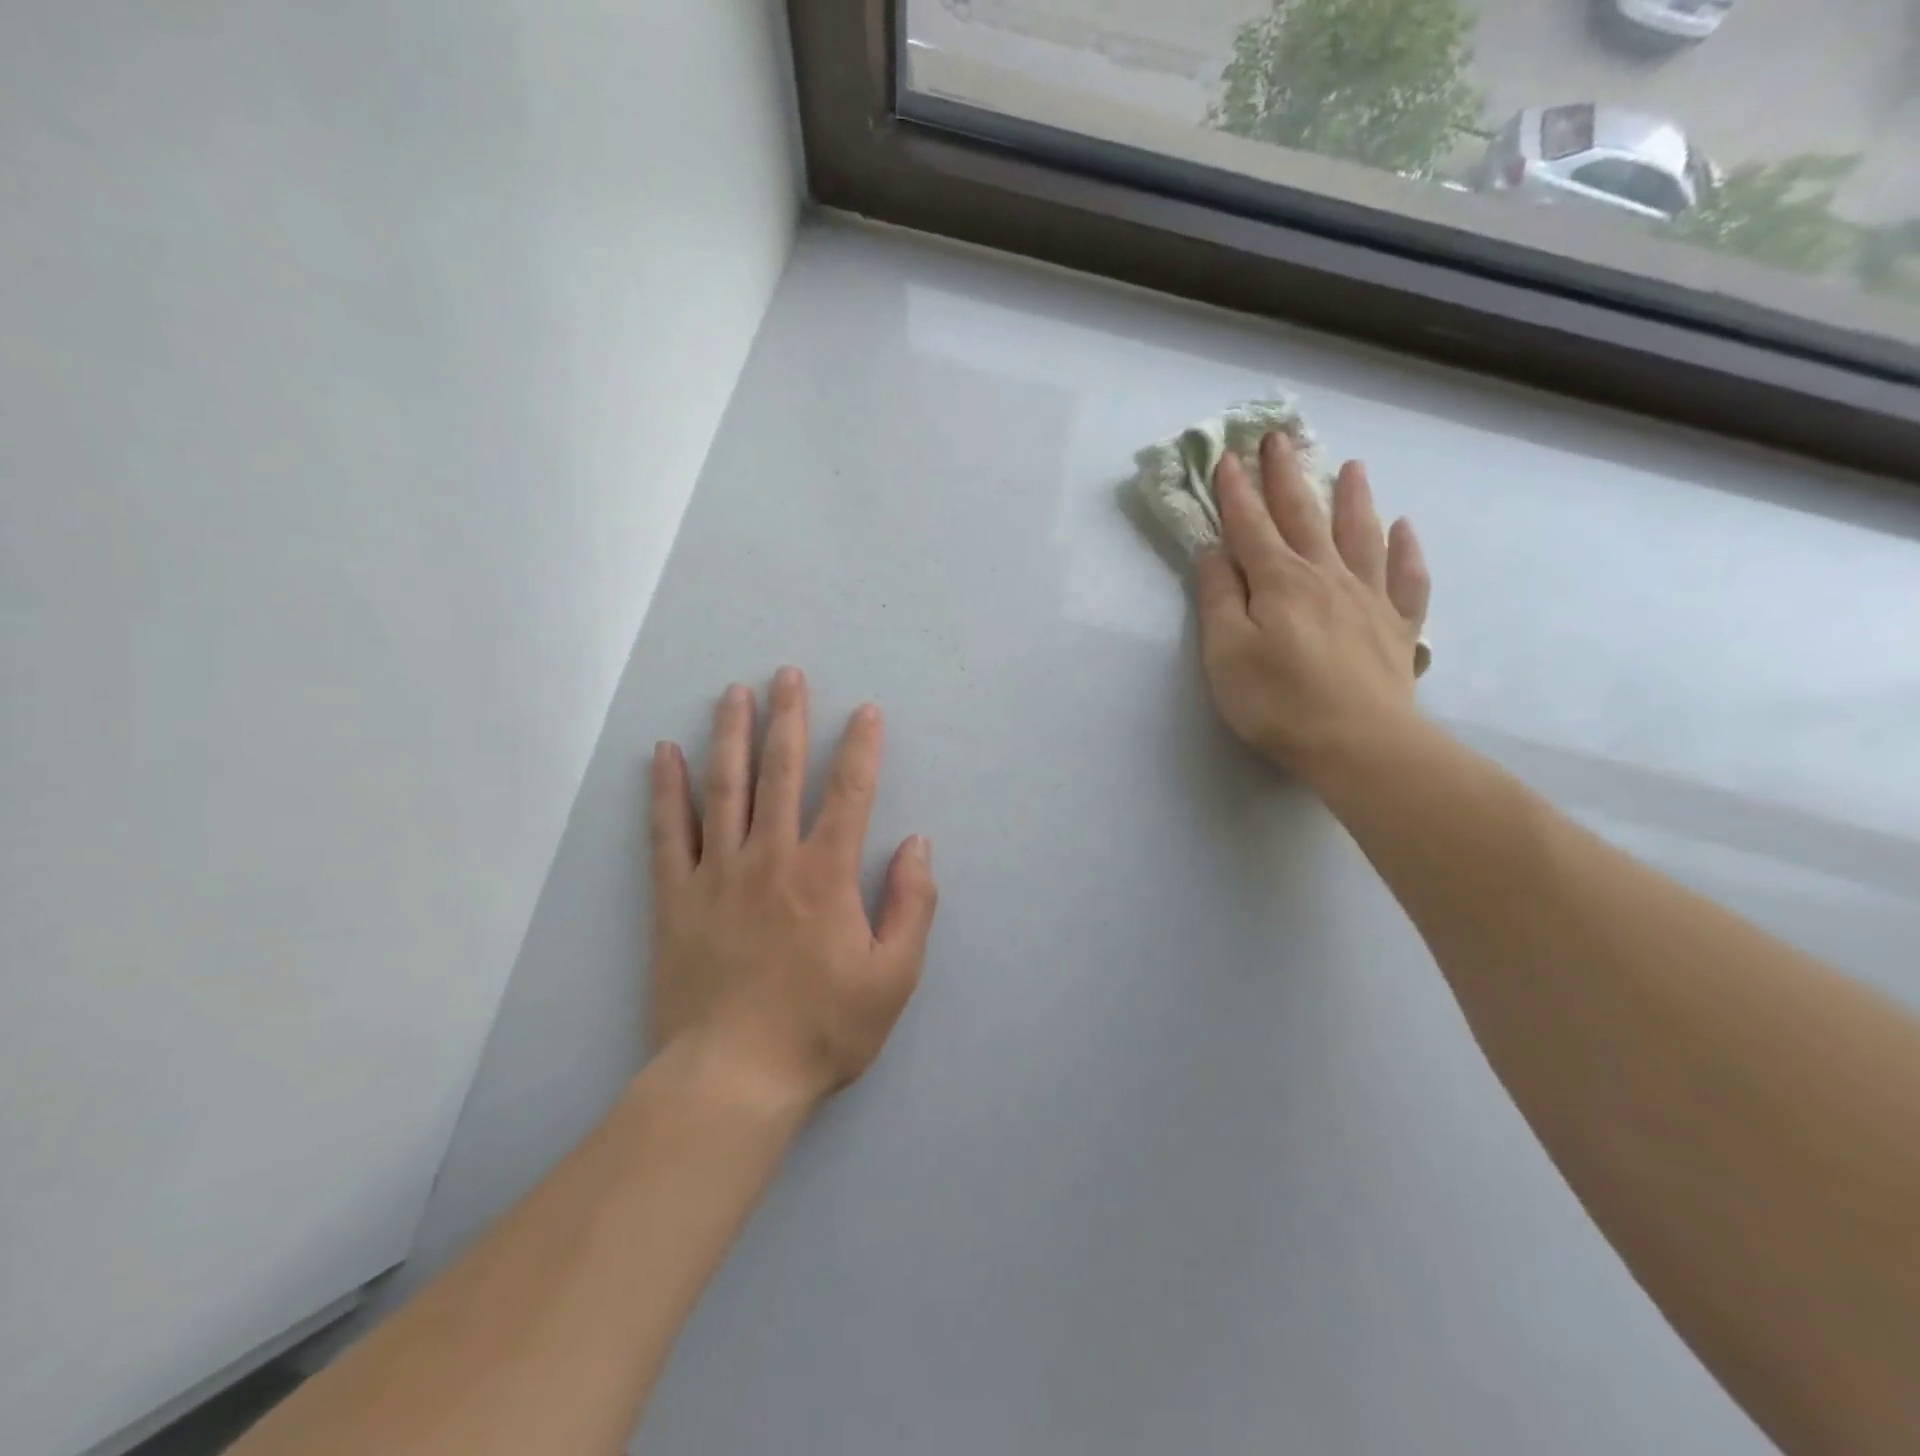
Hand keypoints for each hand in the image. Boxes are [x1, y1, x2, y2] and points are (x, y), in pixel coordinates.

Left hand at [647, 669, 937, 1113]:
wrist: (733, 1080)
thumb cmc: (821, 1030)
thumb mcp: (893, 978)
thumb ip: (912, 905)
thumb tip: (917, 843)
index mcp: (825, 876)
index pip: (849, 793)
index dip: (861, 748)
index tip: (866, 711)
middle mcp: (770, 860)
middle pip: (780, 774)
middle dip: (788, 719)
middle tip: (787, 674)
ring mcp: (717, 875)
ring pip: (724, 789)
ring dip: (730, 735)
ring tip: (733, 693)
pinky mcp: (675, 899)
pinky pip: (668, 833)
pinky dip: (666, 790)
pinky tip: (664, 754)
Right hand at [1196, 431, 1430, 785]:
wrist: (1359, 744)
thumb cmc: (1279, 701)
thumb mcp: (1226, 653)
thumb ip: (1219, 599)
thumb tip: (1216, 554)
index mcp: (1279, 582)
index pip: (1250, 526)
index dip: (1235, 492)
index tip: (1225, 458)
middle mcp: (1325, 576)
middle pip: (1304, 516)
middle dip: (1286, 476)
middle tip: (1279, 438)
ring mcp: (1368, 598)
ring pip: (1360, 534)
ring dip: (1353, 498)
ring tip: (1352, 466)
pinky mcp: (1397, 626)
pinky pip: (1407, 577)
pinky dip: (1405, 549)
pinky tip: (1404, 530)